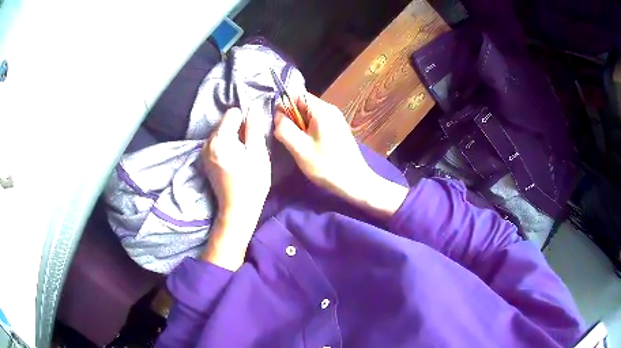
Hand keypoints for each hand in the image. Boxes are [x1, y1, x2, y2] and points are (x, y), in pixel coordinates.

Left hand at [201, 107, 270, 269]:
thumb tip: (252, 111)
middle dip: (238, 129)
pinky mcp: (204, 160)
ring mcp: (204, 152)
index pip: (232, 113)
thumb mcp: (258, 154)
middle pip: (225, 122)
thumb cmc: (252, 183)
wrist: (237, 210)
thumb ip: (253, 129)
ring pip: (221, 133)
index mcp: (221, 139)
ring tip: (242, 155)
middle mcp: (207, 142)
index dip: (245, 119)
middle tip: (250, 147)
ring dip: (232, 138)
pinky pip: (217, 143)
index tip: (253, 134)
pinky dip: (226, 146)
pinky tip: (234, 161)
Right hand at [274, 93, 407, 219]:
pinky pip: (316, 124)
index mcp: (322, 110)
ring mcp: (335, 120)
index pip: (297, 94)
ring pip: (308, 115)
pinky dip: (307, 132)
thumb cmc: (327, 166)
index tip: (278, 124)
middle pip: (302, 104)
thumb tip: (278, 116)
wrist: (355, 182)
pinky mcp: (337, 130)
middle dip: (291, 118)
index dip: (284, 106)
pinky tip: (308, 148)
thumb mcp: (300, 149)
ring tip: (297, 145)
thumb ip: (285, 129)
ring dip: (298, 127)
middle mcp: (330, 110)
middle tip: (287, 138)